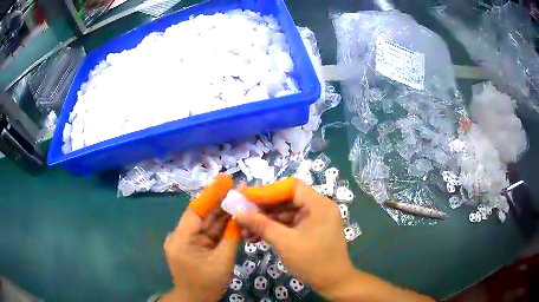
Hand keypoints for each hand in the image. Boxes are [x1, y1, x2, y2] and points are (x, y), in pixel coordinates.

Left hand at [161, 176, 239, 301]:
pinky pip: (207, 232)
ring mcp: (185, 239)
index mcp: (182, 238)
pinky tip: (234, 216)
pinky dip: (220, 226)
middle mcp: (180, 235)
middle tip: (240, 188)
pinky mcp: (191, 244)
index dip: (211, 194)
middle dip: (221, 202)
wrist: (194, 299)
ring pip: (206, 223)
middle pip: (203, 214)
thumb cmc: (206, 283)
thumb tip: (240, 216)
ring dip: (222, 212)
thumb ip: (231, 238)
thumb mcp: (222, 262)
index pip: (197, 210)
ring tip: (240, 198)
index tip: (226, 179)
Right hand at [236, 178, 355, 297]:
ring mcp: (314, 220)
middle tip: (242, 215)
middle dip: (263, 209)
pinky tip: (256, 237)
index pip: (291, 187)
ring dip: (265, 221)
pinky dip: (274, 229)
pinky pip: (289, 224)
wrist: (333, 283)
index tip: (247, 199)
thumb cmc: (312, 261)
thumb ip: (261, 226)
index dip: (268, 191)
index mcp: (318, 204)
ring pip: (286, 214)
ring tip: (245, 231)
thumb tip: (238, 214)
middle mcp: (318, 208)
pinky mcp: (310, 231)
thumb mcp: (285, 243)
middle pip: (287, 200)